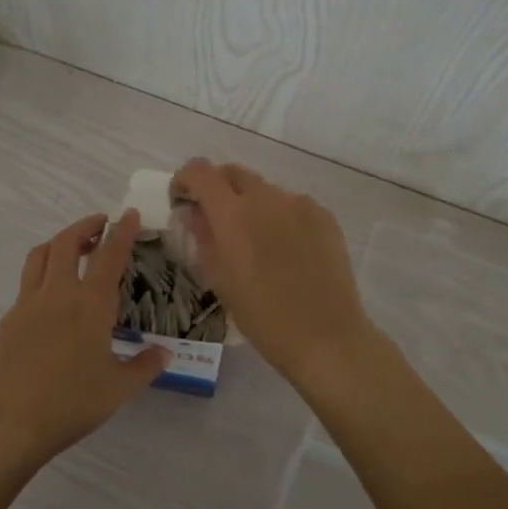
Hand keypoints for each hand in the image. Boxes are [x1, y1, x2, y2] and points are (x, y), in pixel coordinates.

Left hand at [0, 210, 170, 479]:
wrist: (12, 423)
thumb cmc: (72, 404)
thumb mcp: (119, 388)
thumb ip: (145, 365)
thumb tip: (165, 352)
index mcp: (91, 305)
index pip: (110, 255)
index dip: (121, 231)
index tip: (128, 214)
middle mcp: (58, 294)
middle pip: (67, 243)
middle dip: (85, 226)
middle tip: (99, 225)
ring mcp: (28, 303)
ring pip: (40, 255)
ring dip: (58, 242)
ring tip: (72, 248)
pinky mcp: (9, 319)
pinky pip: (27, 284)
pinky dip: (42, 274)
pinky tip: (51, 296)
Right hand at [170, 159, 376, 385]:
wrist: (325, 336)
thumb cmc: (262, 316)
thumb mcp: (220, 280)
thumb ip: (204, 239)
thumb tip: (197, 216)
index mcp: (232, 214)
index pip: (200, 172)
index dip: (185, 180)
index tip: (183, 201)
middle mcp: (266, 198)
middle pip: (233, 173)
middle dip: (217, 188)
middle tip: (215, 220)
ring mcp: (299, 204)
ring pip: (265, 190)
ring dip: (251, 205)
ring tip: (256, 242)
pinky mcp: (325, 216)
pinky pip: (293, 205)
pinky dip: (281, 217)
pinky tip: (287, 251)